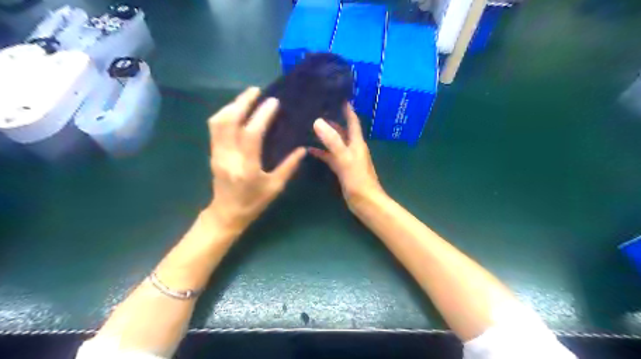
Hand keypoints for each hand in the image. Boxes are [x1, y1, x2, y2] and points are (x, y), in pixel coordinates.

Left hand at [205, 88, 304, 231]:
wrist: (227, 213)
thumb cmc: (253, 202)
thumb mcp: (275, 187)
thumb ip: (289, 166)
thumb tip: (302, 148)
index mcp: (246, 168)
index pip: (252, 134)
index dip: (262, 116)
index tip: (273, 102)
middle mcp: (228, 157)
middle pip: (229, 122)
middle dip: (242, 102)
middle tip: (256, 91)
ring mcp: (217, 153)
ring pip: (218, 122)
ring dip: (232, 105)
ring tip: (247, 97)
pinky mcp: (213, 152)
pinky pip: (215, 127)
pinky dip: (225, 114)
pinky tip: (236, 110)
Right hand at [310, 104, 381, 206]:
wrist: (364, 202)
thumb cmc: (358, 179)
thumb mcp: (344, 158)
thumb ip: (332, 141)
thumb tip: (318, 121)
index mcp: (357, 142)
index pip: (352, 121)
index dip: (347, 109)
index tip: (338, 96)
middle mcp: (352, 147)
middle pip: (342, 130)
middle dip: (332, 120)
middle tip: (316, 110)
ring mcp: (346, 158)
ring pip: (335, 143)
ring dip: (325, 136)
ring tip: (309, 126)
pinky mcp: (341, 168)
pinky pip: (330, 156)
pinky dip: (322, 152)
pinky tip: (309, 149)